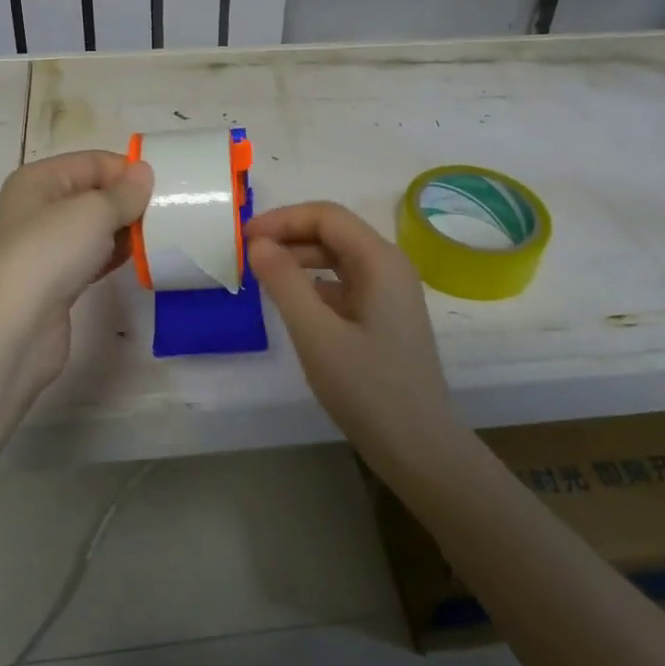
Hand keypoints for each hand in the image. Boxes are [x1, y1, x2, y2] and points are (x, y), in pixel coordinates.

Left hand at [0, 151, 152, 388]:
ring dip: (124, 231)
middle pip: (94, 194)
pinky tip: (138, 261)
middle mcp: (38, 208)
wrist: (13, 329)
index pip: (93, 162)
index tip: (164, 188)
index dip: (127, 171)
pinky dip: (113, 256)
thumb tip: (144, 172)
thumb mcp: (93, 211)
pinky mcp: (55, 280)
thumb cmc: (49, 254)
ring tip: (159, 237)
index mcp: (39, 180)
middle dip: (128, 201)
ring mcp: (46, 246)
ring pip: (94, 228)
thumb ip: (124, 192)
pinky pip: (92, 257)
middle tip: (167, 214)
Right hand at [247, 202, 457, 463]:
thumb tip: (258, 244)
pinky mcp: (382, 317)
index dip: (282, 219)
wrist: (420, 449)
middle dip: (288, 236)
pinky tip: (289, 302)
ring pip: (336, 258)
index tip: (244, 238)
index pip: (326, 216)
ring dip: (298, 259)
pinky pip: (342, 284)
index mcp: (380, 260)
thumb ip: (285, 282)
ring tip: (260, 276)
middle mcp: (388, 267)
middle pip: (333, 232)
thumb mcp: (317, 335)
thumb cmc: (369, 389)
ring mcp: (388, 293)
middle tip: (245, 256)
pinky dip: (312, 283)